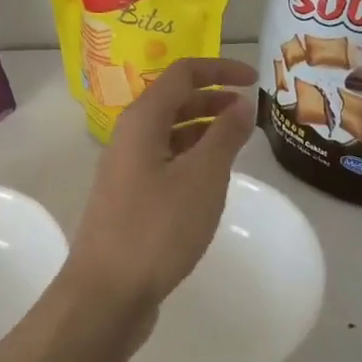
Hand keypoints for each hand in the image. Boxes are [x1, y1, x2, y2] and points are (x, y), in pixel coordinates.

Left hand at [65, 57, 257, 316]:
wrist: (106, 292)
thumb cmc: (158, 228)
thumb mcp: (202, 177)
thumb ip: (225, 135)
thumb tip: (242, 103)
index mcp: (142, 120)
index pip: (182, 74)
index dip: (220, 69)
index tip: (255, 79)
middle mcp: (130, 135)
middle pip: (174, 100)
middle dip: (213, 98)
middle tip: (250, 112)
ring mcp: (126, 167)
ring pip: (170, 132)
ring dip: (204, 128)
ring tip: (238, 142)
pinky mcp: (129, 196)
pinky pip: (165, 160)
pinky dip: (191, 156)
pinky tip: (211, 177)